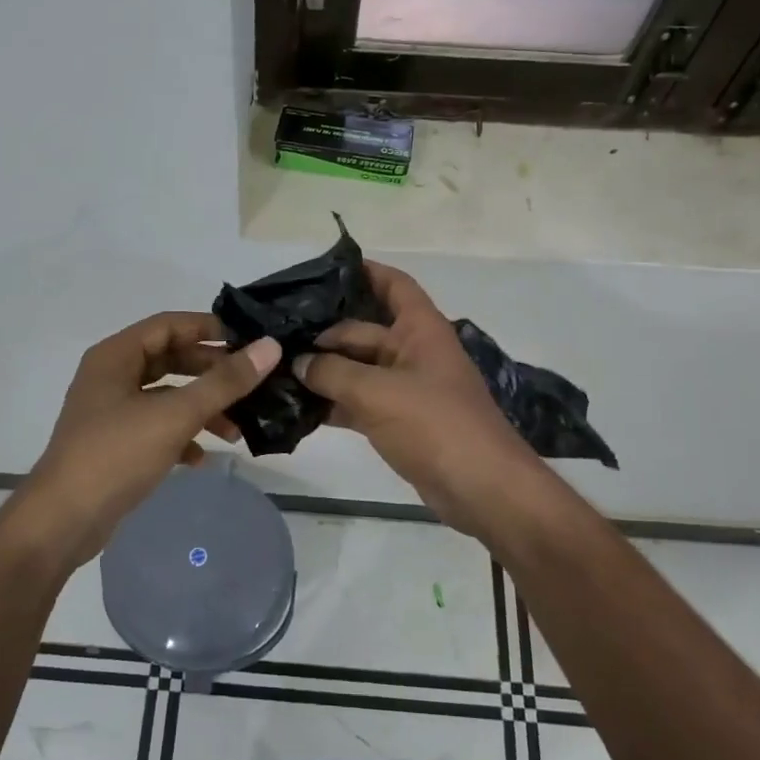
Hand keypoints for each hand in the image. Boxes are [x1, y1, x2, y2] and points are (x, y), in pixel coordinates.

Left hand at [21, 313, 280, 572]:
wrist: (62, 521)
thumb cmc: (115, 455)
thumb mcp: (175, 415)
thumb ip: (224, 381)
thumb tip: (270, 347)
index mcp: (116, 356)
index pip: (169, 324)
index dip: (209, 329)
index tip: (249, 342)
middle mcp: (111, 376)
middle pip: (170, 359)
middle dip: (211, 373)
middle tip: (250, 384)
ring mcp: (111, 411)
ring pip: (166, 396)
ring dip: (201, 409)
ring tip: (236, 431)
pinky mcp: (114, 443)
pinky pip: (156, 427)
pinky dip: (181, 436)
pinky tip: (201, 458)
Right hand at [294, 262, 546, 536]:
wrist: (481, 489)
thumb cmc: (436, 425)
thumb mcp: (379, 393)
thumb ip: (333, 373)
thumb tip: (297, 362)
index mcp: (421, 330)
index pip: (394, 285)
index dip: (365, 271)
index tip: (324, 269)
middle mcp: (414, 352)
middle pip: (364, 331)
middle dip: (325, 333)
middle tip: (277, 336)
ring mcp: (407, 388)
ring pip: (358, 369)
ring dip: (324, 371)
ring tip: (278, 368)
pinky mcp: (400, 421)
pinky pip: (360, 402)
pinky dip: (334, 403)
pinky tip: (298, 407)